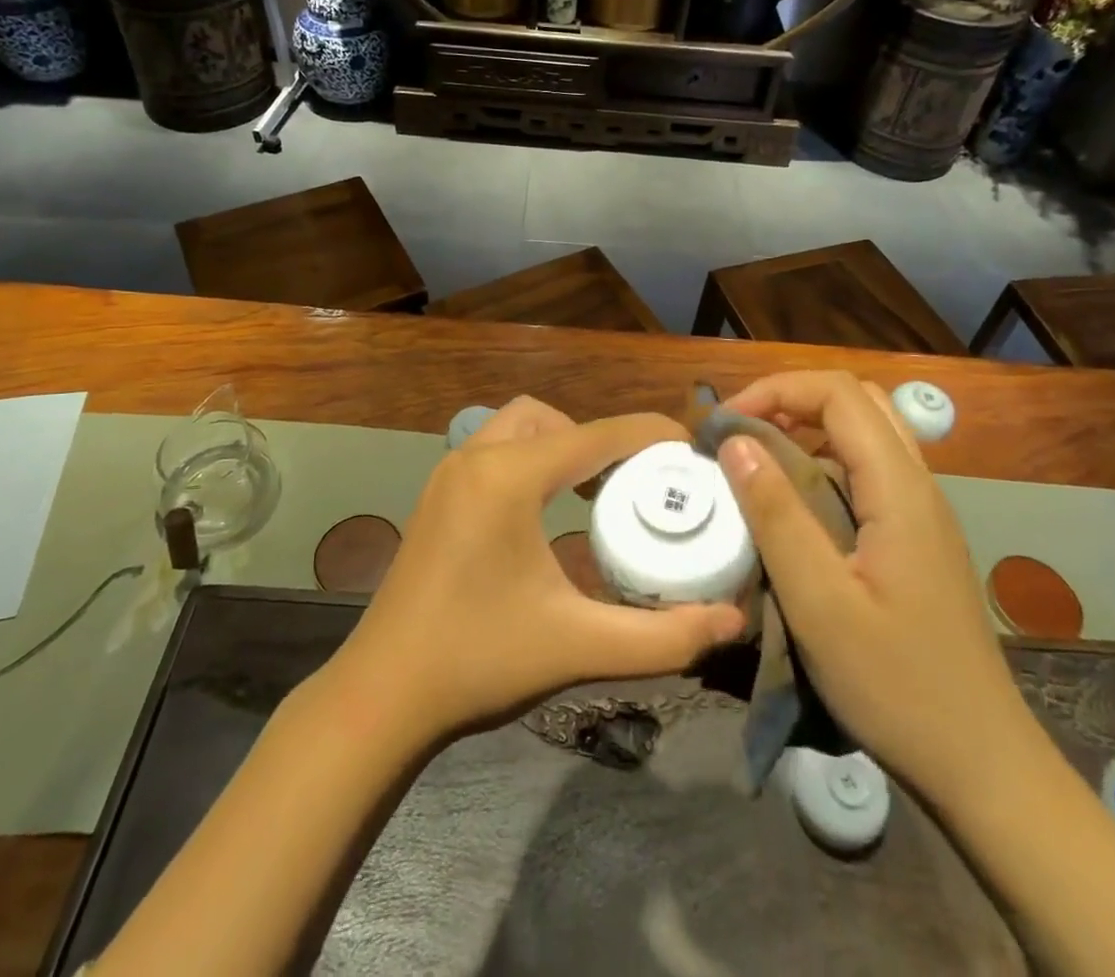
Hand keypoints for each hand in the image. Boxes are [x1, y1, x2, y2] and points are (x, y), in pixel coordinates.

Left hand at [331, 397, 745, 744]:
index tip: (692, 449)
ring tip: (597, 494)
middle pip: (552, 419)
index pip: (595, 435)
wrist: (382, 696)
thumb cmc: (478, 662)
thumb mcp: (578, 645)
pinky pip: (496, 451)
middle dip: (598, 440)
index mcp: (507, 477)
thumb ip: (663, 636)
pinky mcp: (438, 496)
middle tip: (634, 483)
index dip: (649, 434)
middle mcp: (475, 458)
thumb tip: (732, 622)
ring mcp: (449, 474)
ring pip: (519, 428)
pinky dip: (532, 461)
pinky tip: (549, 511)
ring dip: (561, 446)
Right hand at [717, 372, 1027, 793]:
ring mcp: (922, 512)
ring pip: (865, 433)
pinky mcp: (916, 537)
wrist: (981, 765)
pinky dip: (823, 461)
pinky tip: (795, 503)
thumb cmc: (896, 685)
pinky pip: (868, 470)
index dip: (776, 390)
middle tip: (740, 434)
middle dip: (790, 400)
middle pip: (856, 402)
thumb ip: (775, 514)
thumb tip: (735, 440)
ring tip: (758, 460)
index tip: (725, 424)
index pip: (838, 394)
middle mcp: (917, 485)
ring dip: (807, 428)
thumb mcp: (819, 602)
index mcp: (898, 489)